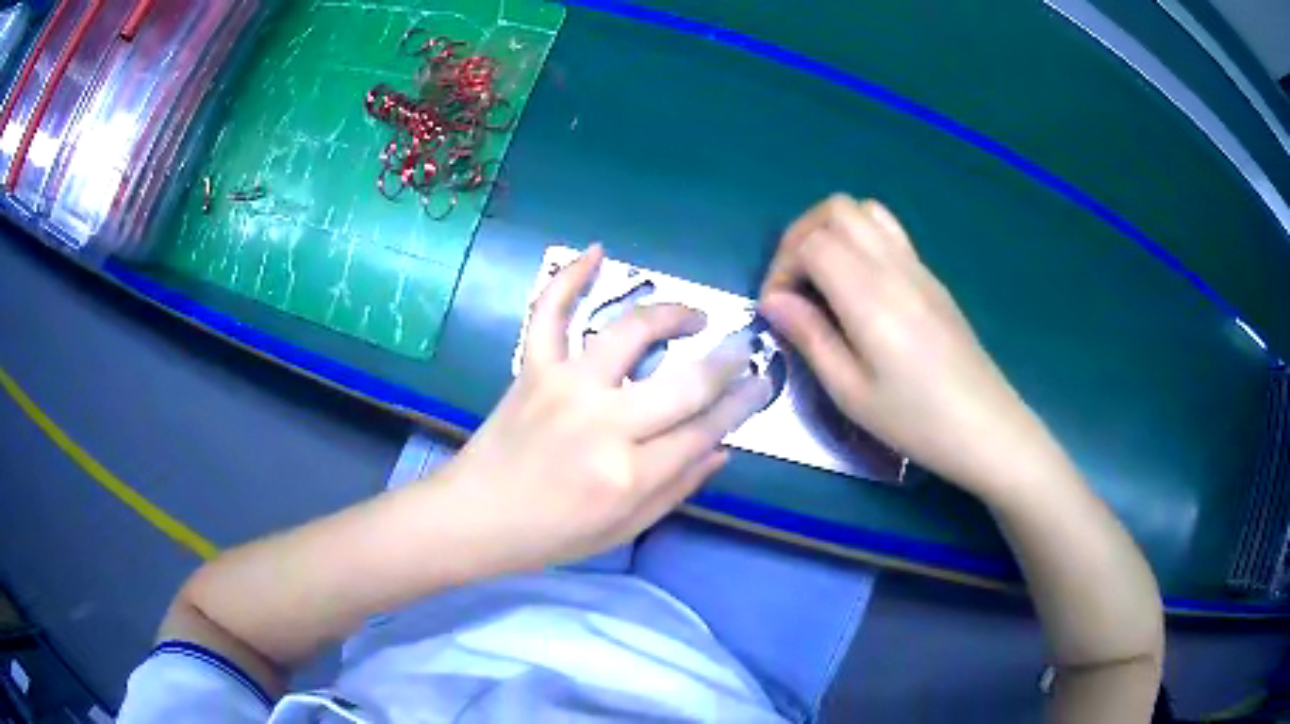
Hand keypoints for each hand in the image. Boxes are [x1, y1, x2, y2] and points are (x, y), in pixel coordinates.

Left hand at [440, 245, 771, 571]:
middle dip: (727, 362)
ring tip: (694, 317)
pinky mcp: (533, 368)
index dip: (742, 403)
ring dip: (670, 314)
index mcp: (630, 475)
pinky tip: (596, 251)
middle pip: (684, 383)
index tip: (763, 382)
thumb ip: (677, 489)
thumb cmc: (551, 535)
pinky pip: (549, 313)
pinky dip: (569, 278)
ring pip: (629, 333)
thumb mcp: (623, 529)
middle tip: (745, 347)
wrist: (475, 516)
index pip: (705, 429)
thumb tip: (723, 448)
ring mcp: (566, 387)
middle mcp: (604, 424)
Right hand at [759, 195, 1052, 491]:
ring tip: (821, 277)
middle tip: (792, 284)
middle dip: (800, 236)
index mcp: (869, 295)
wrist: (985, 426)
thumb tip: (774, 301)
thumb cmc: (915, 419)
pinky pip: (888, 230)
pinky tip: (858, 286)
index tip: (777, 309)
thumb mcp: (851, 391)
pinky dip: (859, 239)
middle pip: (835, 209)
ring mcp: (917, 266)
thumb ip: (810, 336)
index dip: (781, 267)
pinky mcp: (931, 277)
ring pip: (864, 210)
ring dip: (831, 230)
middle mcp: (893, 265)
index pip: (810, 242)